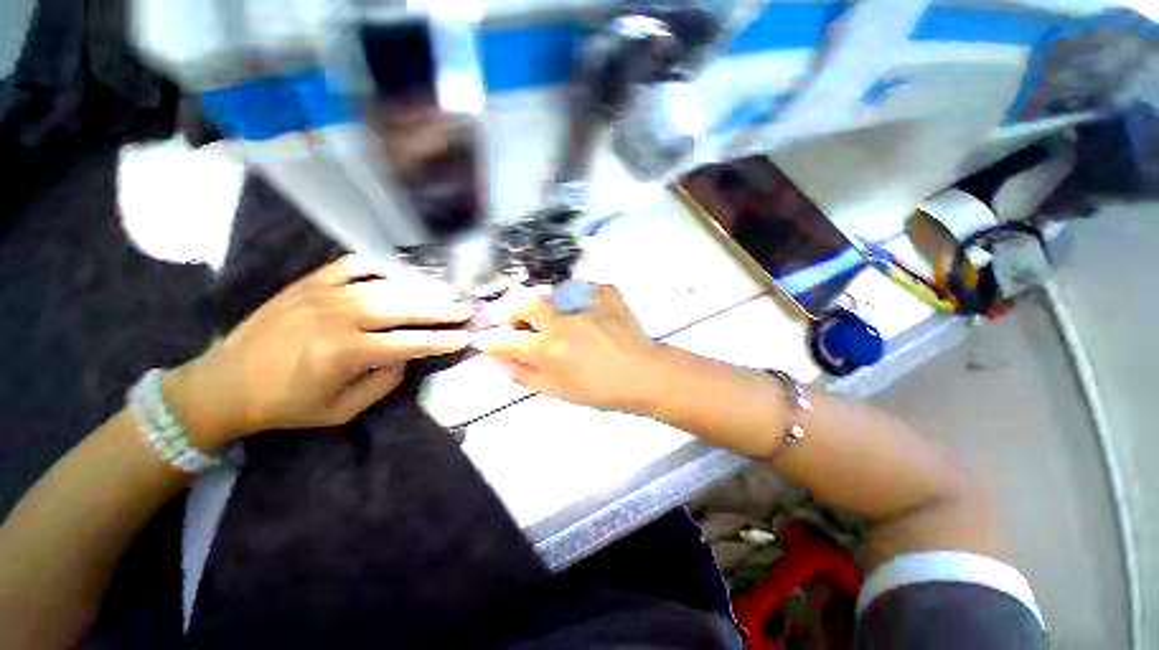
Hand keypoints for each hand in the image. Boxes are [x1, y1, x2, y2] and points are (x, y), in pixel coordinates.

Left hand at [169, 255, 473, 450]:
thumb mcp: (340, 411)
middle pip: (403, 308)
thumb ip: (382, 383)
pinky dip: (378, 267)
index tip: (466, 338)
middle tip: (466, 307)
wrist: (222, 384)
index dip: (442, 341)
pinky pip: (350, 266)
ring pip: (384, 287)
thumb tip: (408, 355)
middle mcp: (337, 318)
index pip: (409, 343)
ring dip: (420, 289)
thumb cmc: (284, 406)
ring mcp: (321, 295)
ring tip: (444, 292)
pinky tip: (398, 273)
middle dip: (440, 309)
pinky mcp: (306, 284)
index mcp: (344, 353)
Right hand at [473, 285, 662, 412]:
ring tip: (551, 316)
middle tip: (513, 319)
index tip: (488, 339)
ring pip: (549, 291)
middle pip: (522, 301)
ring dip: (541, 303)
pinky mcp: (605, 291)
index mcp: (550, 349)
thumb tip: (499, 360)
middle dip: (509, 308)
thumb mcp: (558, 391)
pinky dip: (573, 298)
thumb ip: (523, 375)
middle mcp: (563, 320)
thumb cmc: (601, 389)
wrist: (644, 373)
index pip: (505, 339)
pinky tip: (580, 311)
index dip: (490, 339)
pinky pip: (579, 288)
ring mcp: (586, 301)